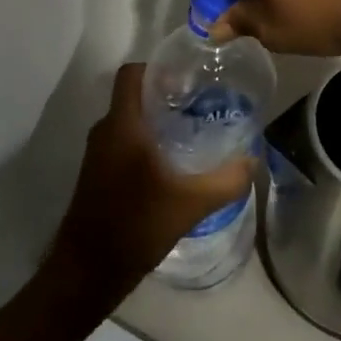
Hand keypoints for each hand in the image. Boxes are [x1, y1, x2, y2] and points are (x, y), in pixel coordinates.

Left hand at [43, 66, 254, 311]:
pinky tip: (171, 164)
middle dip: (165, 95)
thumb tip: (253, 159)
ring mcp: (97, 154)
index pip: (132, 73)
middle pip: (134, 96)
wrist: (87, 273)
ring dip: (155, 121)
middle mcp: (105, 131)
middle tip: (200, 104)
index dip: (158, 68)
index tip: (188, 80)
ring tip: (191, 132)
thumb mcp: (190, 204)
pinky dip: (144, 142)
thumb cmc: (136, 225)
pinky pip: (122, 142)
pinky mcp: (97, 174)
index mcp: (122, 125)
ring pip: (128, 121)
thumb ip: (226, 180)